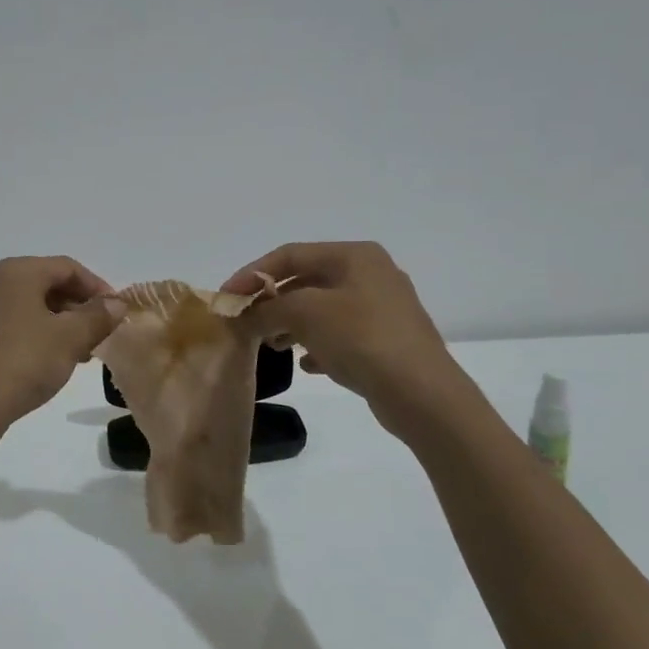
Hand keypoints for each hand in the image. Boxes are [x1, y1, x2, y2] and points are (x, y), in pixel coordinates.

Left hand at [0, 257, 120, 432]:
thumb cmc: (25, 361)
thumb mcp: (70, 338)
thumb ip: (98, 316)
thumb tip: (117, 304)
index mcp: (18, 272)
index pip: (68, 267)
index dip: (98, 286)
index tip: (118, 311)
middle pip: (50, 283)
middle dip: (81, 306)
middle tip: (104, 332)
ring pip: (36, 305)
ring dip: (65, 323)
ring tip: (85, 351)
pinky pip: (21, 322)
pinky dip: (44, 333)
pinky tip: (58, 358)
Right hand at [223, 242, 468, 440]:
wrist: (422, 394)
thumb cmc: (361, 338)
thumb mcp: (305, 314)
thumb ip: (267, 308)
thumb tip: (242, 315)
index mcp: (354, 255)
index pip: (290, 255)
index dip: (252, 273)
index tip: (226, 298)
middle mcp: (370, 274)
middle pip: (306, 281)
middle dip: (272, 302)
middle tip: (246, 323)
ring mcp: (382, 308)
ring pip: (322, 309)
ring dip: (291, 324)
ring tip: (273, 346)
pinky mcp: (386, 340)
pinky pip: (340, 335)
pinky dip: (317, 344)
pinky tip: (307, 364)